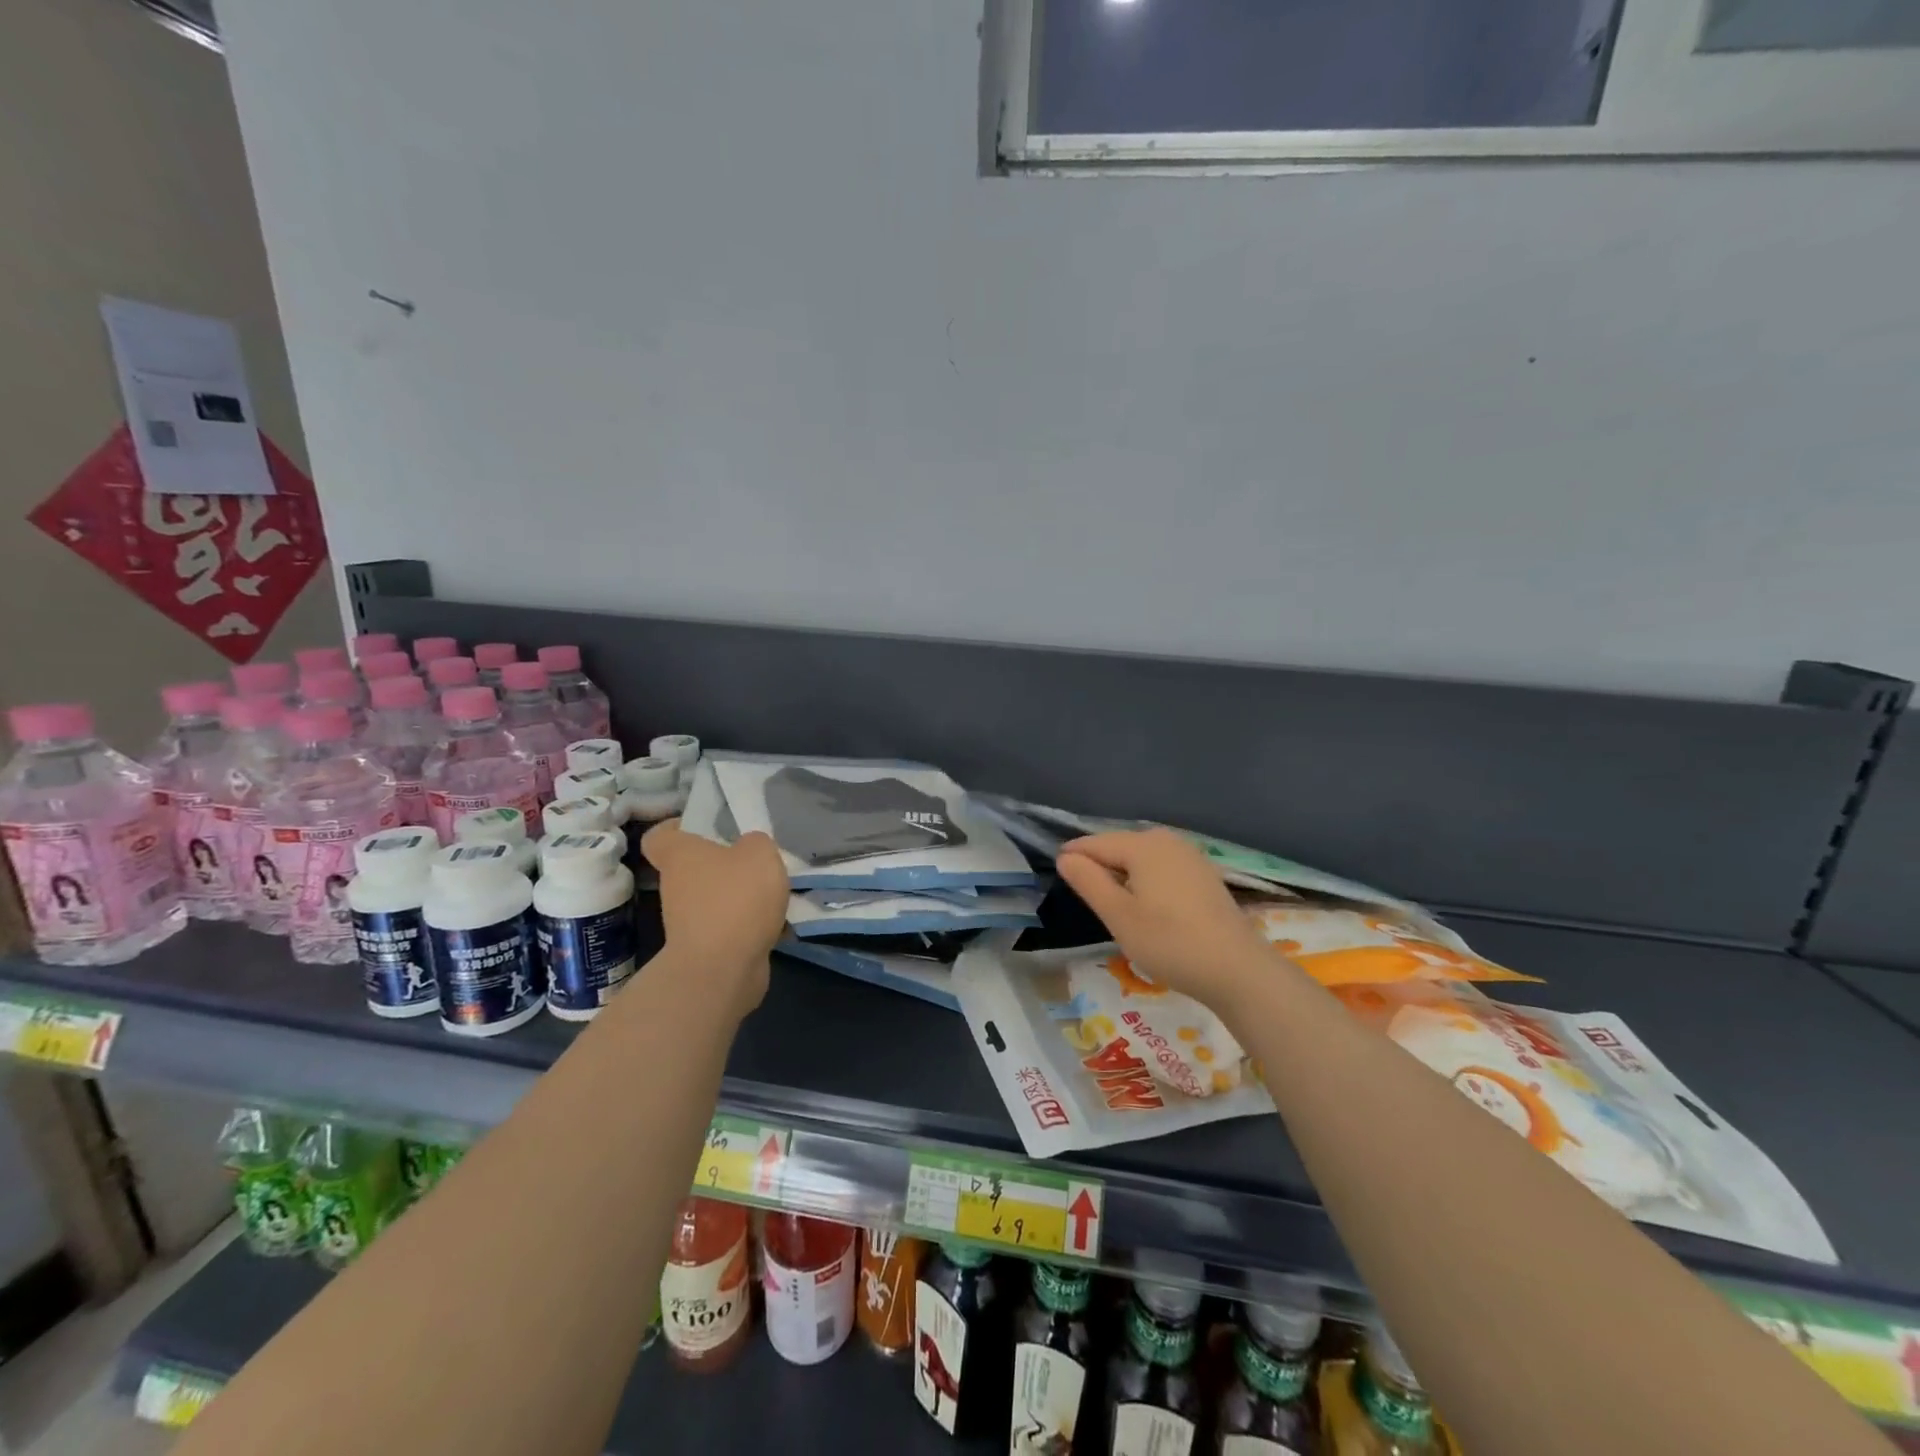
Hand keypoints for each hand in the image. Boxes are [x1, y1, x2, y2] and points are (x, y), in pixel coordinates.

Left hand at [642, 821, 789, 1019]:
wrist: (722, 969)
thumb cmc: (735, 898)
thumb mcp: (759, 853)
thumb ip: (755, 843)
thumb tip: (749, 848)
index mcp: (680, 855)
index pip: (660, 835)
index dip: (677, 827)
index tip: (704, 827)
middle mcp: (676, 886)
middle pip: (694, 868)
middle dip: (724, 864)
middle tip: (755, 860)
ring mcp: (688, 921)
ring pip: (714, 898)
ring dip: (740, 897)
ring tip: (773, 894)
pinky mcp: (705, 949)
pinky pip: (729, 927)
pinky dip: (749, 926)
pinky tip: (776, 925)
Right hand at [1056, 828, 1277, 1009]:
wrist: (1238, 970)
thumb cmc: (1170, 943)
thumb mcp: (1119, 916)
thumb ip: (1089, 881)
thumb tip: (1065, 856)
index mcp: (1142, 845)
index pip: (1094, 843)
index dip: (1072, 859)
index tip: (1057, 879)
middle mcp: (1166, 840)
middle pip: (1118, 847)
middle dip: (1099, 868)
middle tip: (1088, 902)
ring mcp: (1189, 855)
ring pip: (1140, 857)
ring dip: (1123, 876)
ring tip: (1114, 907)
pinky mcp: (1203, 873)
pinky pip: (1161, 867)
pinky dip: (1146, 881)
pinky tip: (1148, 908)